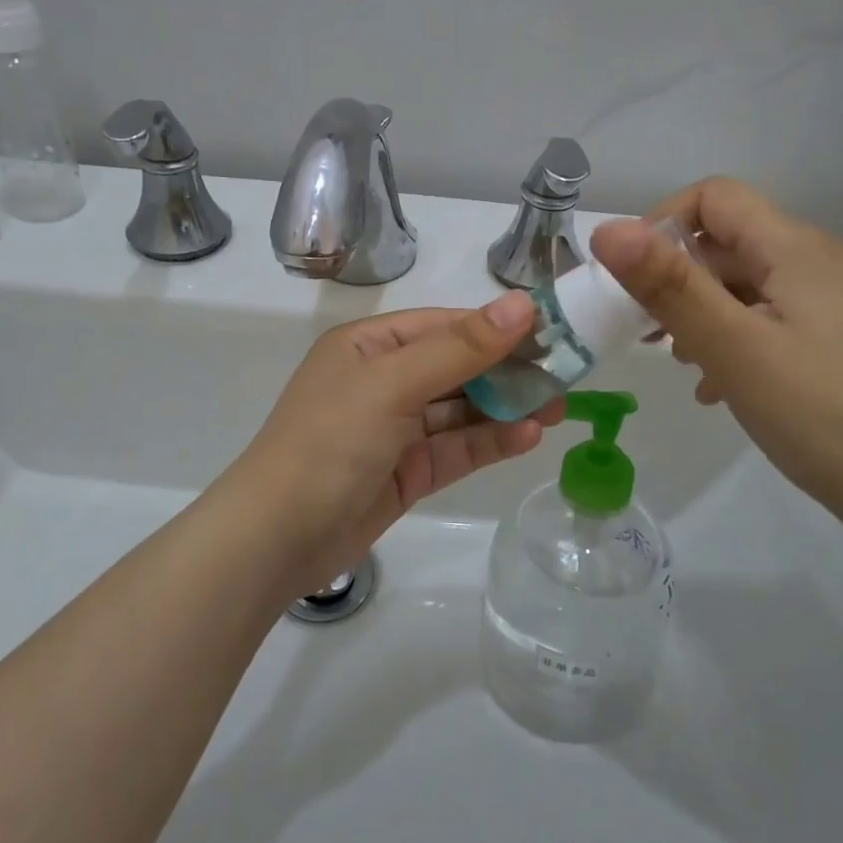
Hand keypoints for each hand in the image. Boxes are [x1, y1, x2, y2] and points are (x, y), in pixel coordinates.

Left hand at [218, 292, 560, 599]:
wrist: (278, 538)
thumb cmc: (330, 441)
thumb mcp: (393, 384)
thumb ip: (461, 348)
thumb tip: (522, 304)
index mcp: (370, 346)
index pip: (444, 325)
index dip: (496, 327)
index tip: (551, 332)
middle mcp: (383, 381)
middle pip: (457, 367)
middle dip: (508, 371)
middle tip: (564, 376)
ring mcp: (395, 429)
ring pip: (461, 410)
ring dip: (505, 408)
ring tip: (557, 408)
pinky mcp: (406, 471)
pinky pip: (455, 448)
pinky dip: (489, 442)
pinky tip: (527, 437)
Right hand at [591, 178, 842, 545]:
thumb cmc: (823, 414)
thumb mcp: (733, 347)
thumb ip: (668, 286)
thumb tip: (606, 230)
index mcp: (795, 248)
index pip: (713, 197)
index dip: (661, 223)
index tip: (631, 281)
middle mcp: (819, 262)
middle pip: (728, 242)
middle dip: (676, 279)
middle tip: (643, 333)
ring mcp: (835, 304)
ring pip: (747, 286)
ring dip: (702, 314)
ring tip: (681, 364)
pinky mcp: (841, 342)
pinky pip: (772, 321)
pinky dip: (734, 340)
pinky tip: (720, 389)